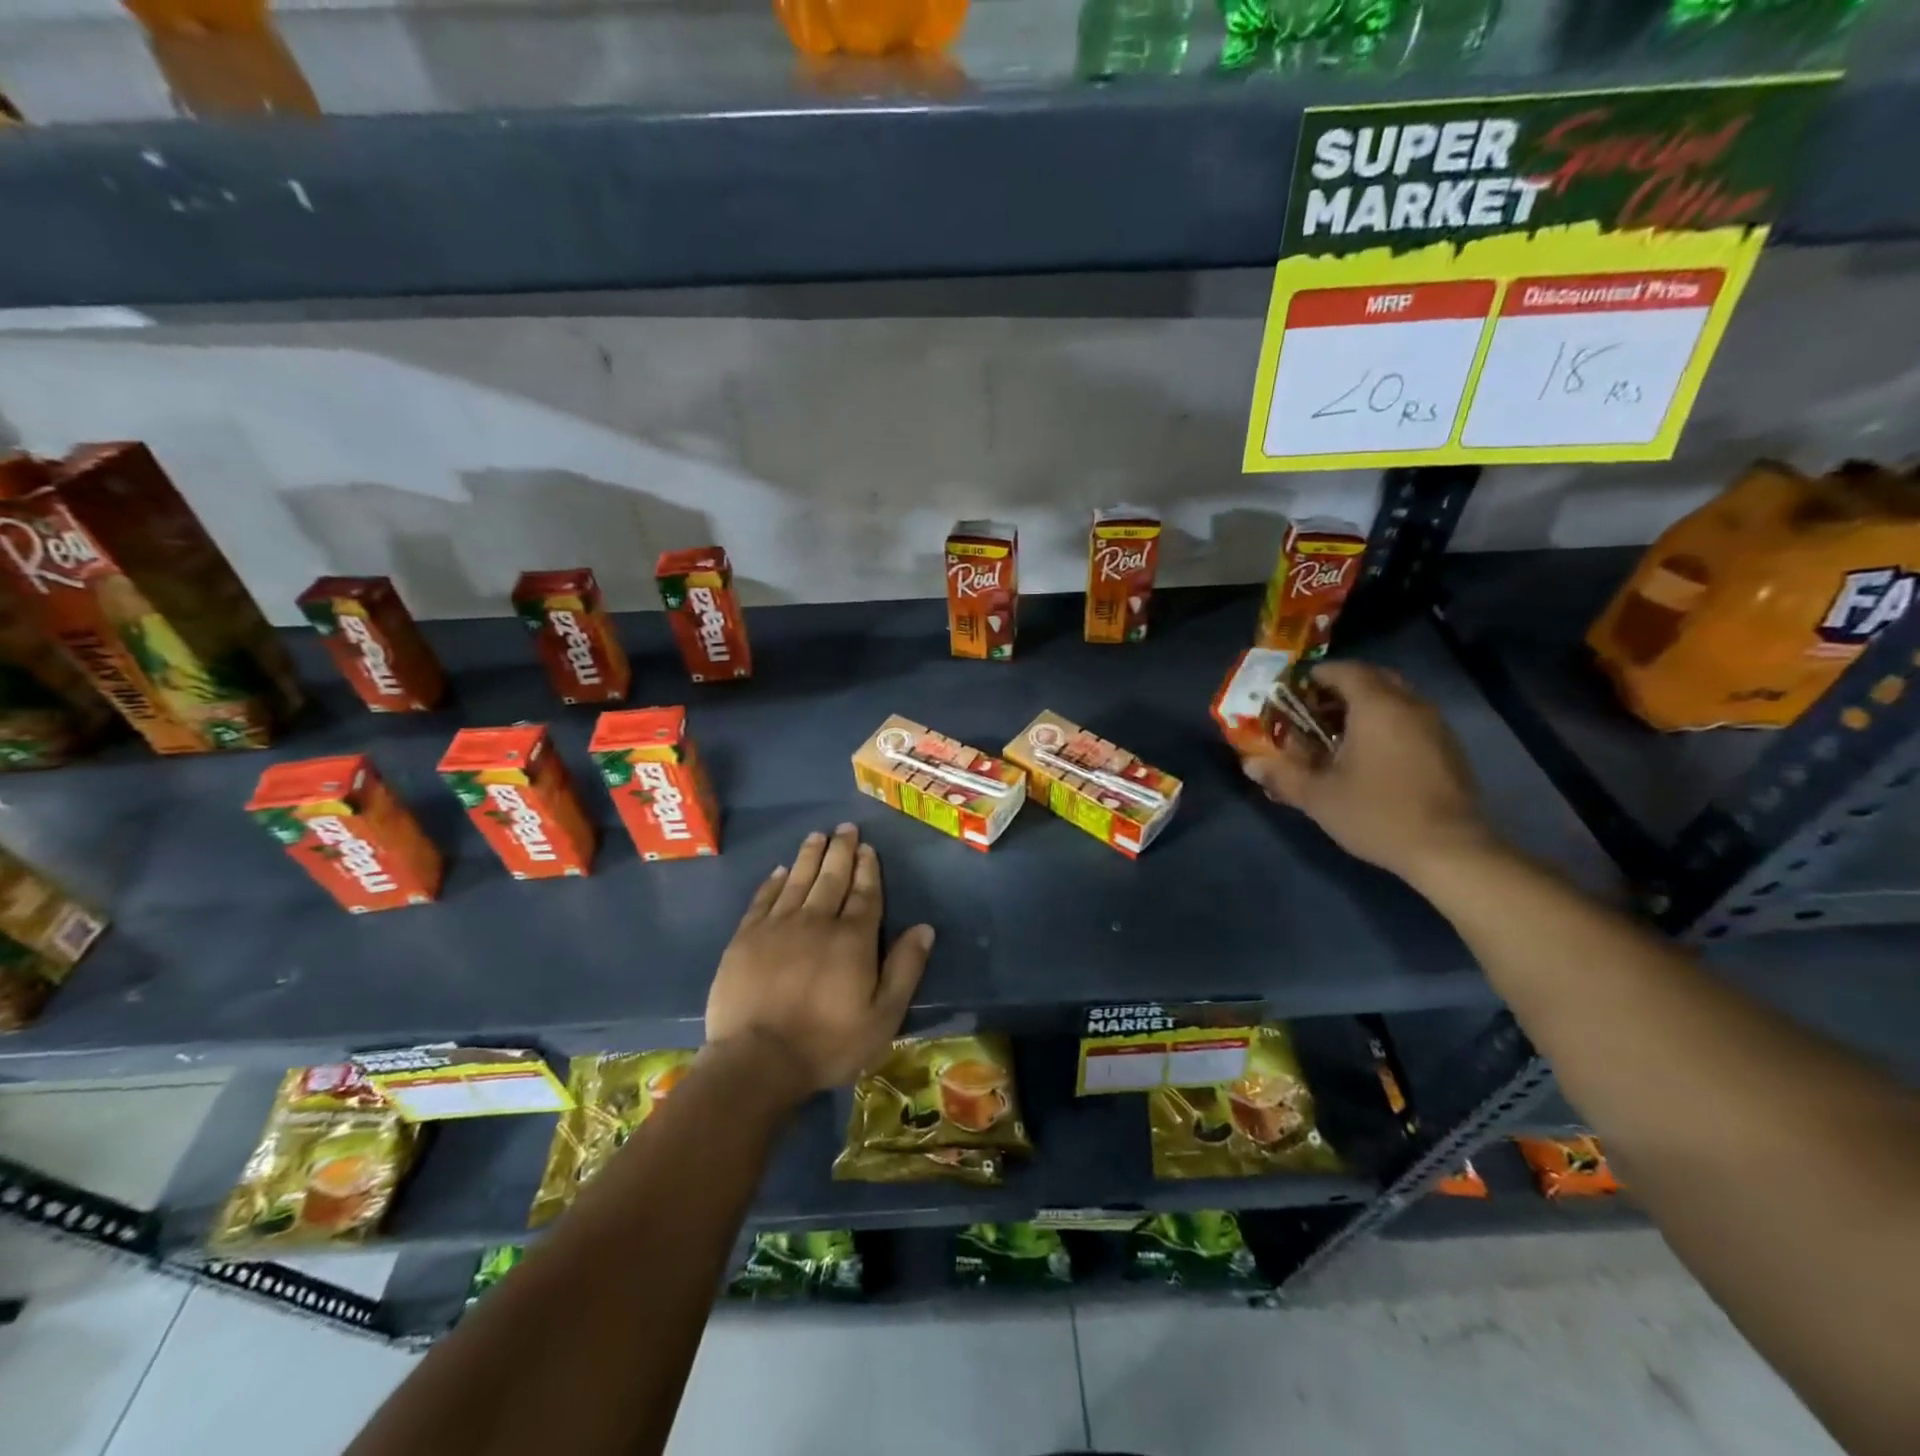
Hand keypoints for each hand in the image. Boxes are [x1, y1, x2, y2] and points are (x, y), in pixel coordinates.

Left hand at [706, 824, 934, 1100]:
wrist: (757, 1060)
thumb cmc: (828, 1043)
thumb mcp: (883, 1017)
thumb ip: (905, 969)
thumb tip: (925, 928)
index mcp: (853, 939)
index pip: (865, 894)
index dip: (868, 869)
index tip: (867, 848)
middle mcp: (817, 921)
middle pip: (832, 878)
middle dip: (841, 851)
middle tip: (845, 828)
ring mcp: (778, 926)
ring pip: (798, 880)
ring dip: (810, 856)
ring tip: (817, 835)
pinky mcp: (746, 938)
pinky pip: (763, 899)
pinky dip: (774, 881)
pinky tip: (781, 870)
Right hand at [1243, 660, 1495, 885]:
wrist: (1450, 850)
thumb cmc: (1377, 813)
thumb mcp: (1318, 796)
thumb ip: (1282, 775)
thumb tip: (1250, 764)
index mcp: (1376, 705)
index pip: (1344, 670)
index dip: (1314, 676)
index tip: (1291, 694)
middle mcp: (1410, 705)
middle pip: (1372, 679)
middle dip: (1339, 690)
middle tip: (1312, 712)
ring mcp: (1435, 726)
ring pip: (1394, 699)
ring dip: (1363, 708)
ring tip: (1336, 736)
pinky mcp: (1448, 749)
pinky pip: (1409, 719)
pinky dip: (1385, 725)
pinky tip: (1369, 758)